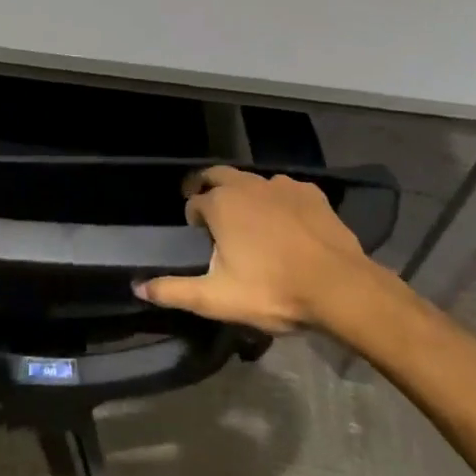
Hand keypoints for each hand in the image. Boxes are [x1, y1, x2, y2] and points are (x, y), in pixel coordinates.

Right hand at [135, 167, 382, 333]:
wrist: (338, 286)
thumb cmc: (272, 290)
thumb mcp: (216, 299)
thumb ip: (174, 291)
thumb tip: (137, 287)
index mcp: (221, 204)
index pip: (195, 201)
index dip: (193, 217)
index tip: (199, 236)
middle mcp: (247, 185)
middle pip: (219, 176)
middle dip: (210, 188)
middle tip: (213, 212)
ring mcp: (281, 185)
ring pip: (253, 183)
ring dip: (246, 196)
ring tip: (252, 223)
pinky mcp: (310, 193)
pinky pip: (285, 191)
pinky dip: (278, 202)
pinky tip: (287, 225)